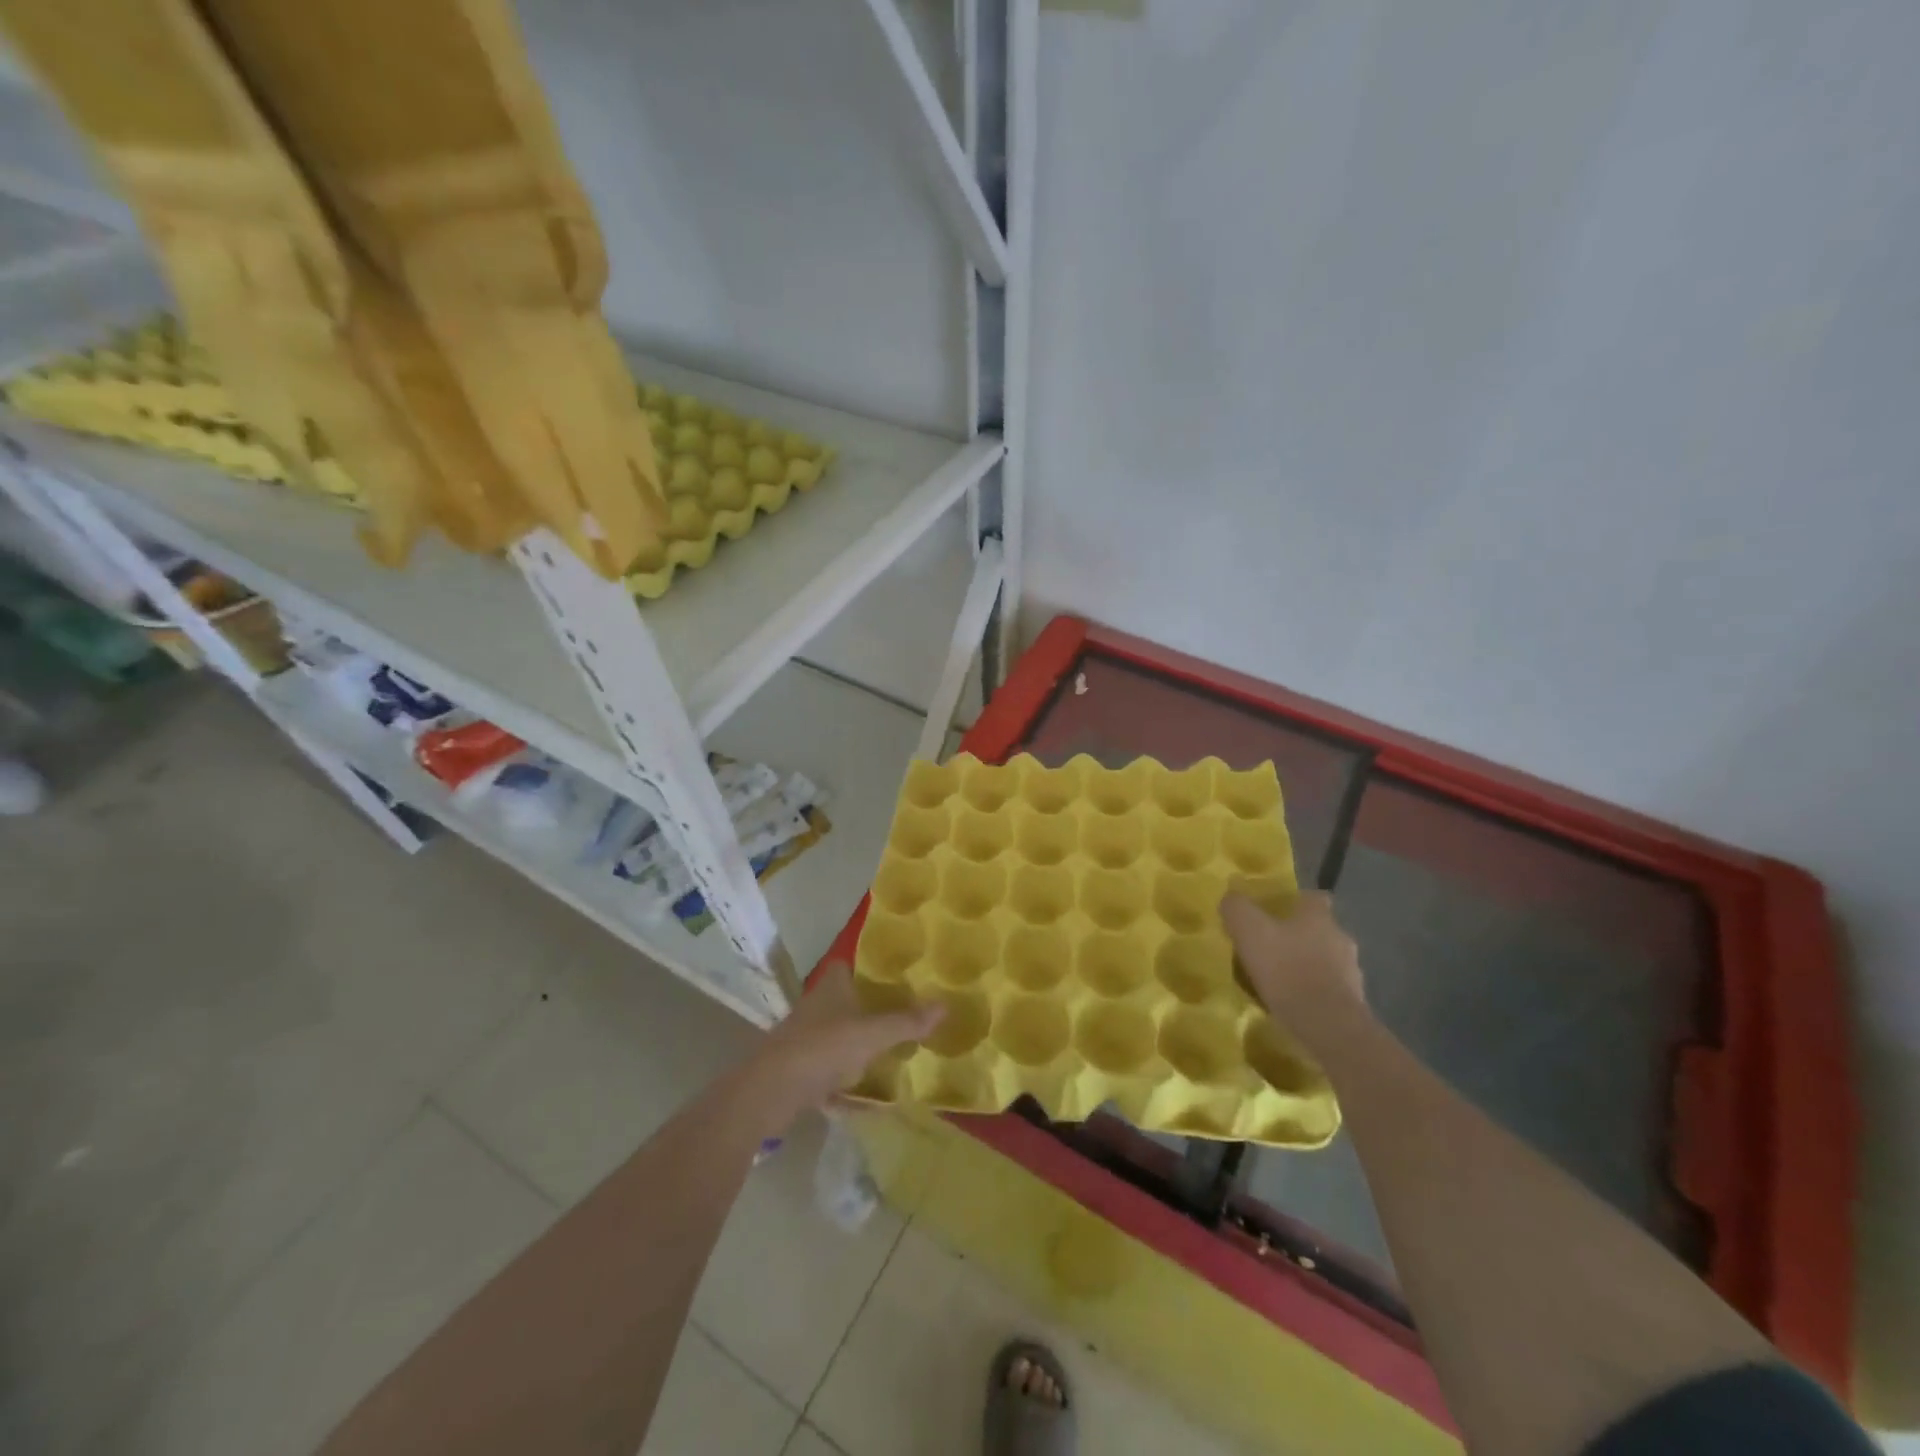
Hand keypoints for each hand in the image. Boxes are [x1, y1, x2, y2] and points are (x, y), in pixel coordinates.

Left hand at [740, 962, 943, 1135]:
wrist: (769, 1092)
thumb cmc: (823, 1048)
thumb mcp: (872, 1034)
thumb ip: (907, 1021)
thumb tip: (945, 1005)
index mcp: (832, 987)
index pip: (850, 965)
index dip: (871, 967)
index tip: (898, 976)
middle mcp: (816, 1006)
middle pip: (846, 999)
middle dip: (870, 1008)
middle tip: (905, 1015)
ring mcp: (805, 1038)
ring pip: (838, 1034)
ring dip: (858, 1043)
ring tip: (891, 1052)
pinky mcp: (798, 1069)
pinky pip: (829, 1069)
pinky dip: (845, 1080)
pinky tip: (865, 1096)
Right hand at [1222, 890, 1365, 1039]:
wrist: (1328, 1025)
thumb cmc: (1287, 970)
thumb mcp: (1250, 932)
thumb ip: (1237, 909)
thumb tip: (1231, 898)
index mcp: (1319, 917)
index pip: (1314, 897)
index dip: (1296, 901)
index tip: (1277, 910)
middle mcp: (1341, 938)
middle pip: (1320, 929)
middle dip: (1299, 936)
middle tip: (1271, 947)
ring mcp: (1351, 971)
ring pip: (1326, 960)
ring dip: (1307, 965)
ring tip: (1280, 979)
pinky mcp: (1353, 1002)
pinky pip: (1329, 988)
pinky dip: (1314, 991)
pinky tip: (1294, 1002)